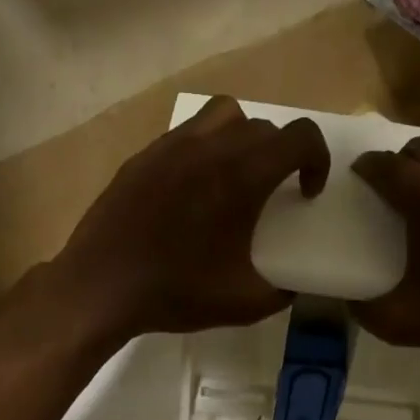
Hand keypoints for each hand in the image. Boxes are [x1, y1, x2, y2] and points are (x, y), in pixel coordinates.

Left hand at [47, 98, 330, 344]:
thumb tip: (293, 288)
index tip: (307, 192)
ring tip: (235, 174)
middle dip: (281, 155)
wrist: (102, 285)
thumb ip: (281, 293)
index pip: (299, 137)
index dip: (317, 159)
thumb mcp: (244, 304)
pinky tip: (192, 187)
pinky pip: (186, 133)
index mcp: (242, 177)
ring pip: (223, 115)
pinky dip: (203, 148)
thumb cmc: (176, 292)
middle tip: (273, 191)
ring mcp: (172, 147)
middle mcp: (210, 148)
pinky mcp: (144, 156)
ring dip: (242, 137)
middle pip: (263, 127)